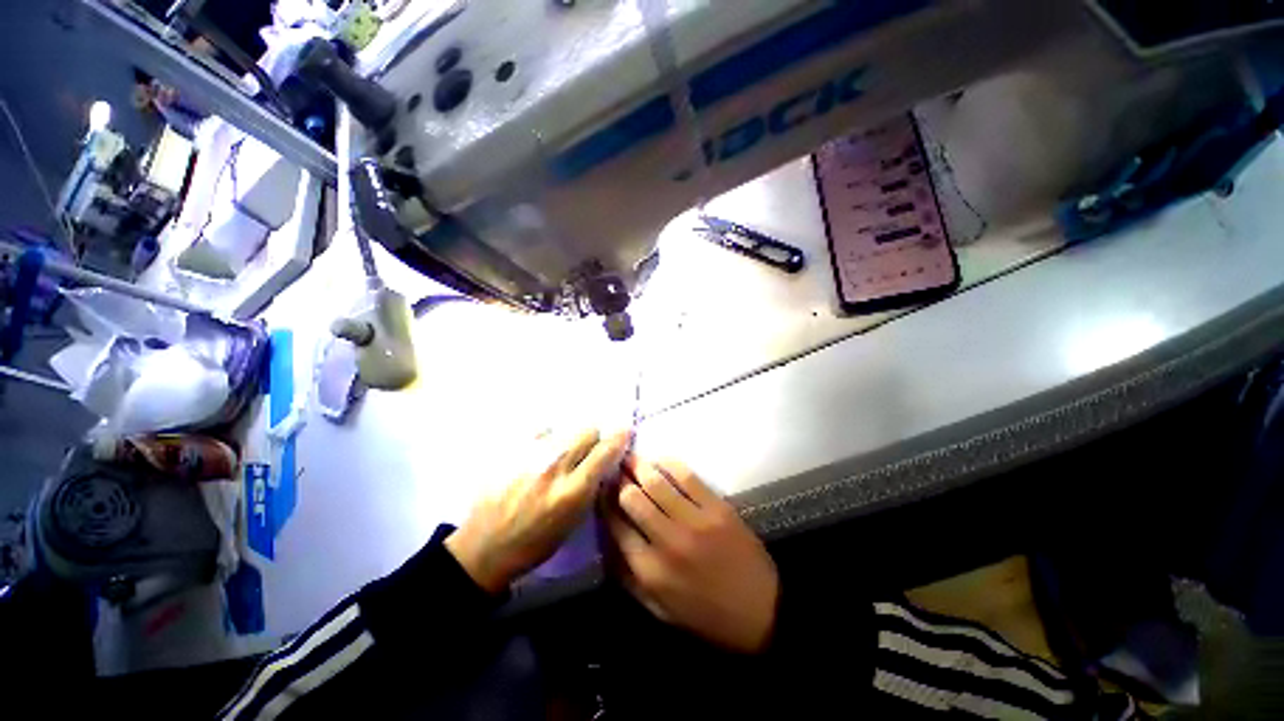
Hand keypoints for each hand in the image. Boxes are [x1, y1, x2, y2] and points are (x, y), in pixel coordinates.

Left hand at [446, 429, 631, 593]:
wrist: (484, 547)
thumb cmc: (535, 542)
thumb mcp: (572, 522)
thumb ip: (590, 488)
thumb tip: (604, 461)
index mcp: (572, 491)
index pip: (605, 451)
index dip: (619, 438)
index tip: (624, 431)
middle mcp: (554, 467)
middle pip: (587, 430)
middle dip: (594, 438)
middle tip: (588, 451)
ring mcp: (531, 456)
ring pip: (565, 429)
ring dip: (570, 439)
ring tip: (560, 455)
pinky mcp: (512, 451)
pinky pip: (541, 432)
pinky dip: (547, 440)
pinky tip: (540, 455)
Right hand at [605, 456, 778, 652]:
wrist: (763, 611)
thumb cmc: (707, 615)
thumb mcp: (660, 609)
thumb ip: (629, 576)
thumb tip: (607, 539)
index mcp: (651, 571)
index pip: (615, 526)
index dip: (604, 503)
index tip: (601, 489)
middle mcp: (668, 542)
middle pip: (632, 498)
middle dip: (618, 480)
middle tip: (614, 469)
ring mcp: (694, 521)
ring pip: (656, 482)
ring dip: (639, 466)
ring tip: (630, 457)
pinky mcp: (717, 507)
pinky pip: (687, 476)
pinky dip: (669, 464)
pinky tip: (659, 460)